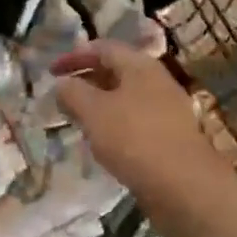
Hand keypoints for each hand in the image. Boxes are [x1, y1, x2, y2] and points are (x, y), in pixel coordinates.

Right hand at [53, 40, 236, 236]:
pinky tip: (103, 144)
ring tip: (77, 120)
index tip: (50, 72)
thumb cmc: (135, 140)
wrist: (186, 188)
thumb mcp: (93, 112)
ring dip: (99, 105)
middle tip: (61, 96)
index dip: (74, 56)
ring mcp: (166, 110)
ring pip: (125, 98)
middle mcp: (156, 81)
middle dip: (86, 80)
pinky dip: (114, 125)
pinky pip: (135, 122)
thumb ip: (72, 93)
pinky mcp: (170, 137)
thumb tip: (62, 84)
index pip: (102, 48)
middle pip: (116, 71)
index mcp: (140, 65)